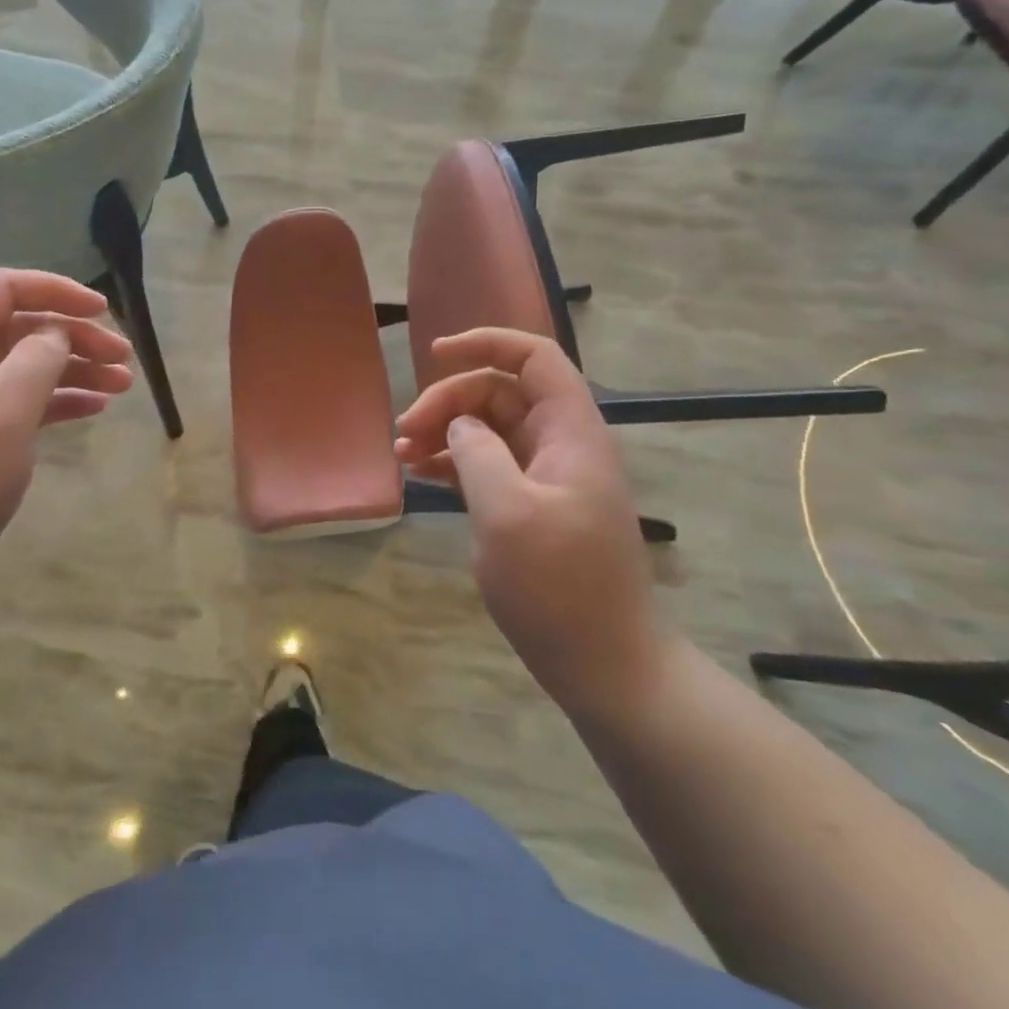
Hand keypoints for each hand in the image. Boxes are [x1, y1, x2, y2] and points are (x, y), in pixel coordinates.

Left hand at [0, 270, 132, 624]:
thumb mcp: (3, 411)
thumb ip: (37, 359)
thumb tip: (56, 332)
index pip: (3, 288)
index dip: (55, 290)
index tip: (103, 309)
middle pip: (21, 327)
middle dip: (75, 335)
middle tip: (124, 358)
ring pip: (26, 365)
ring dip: (75, 369)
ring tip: (123, 386)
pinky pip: (21, 401)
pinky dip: (58, 400)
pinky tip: (94, 409)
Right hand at [394, 328, 669, 718]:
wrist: (605, 664)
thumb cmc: (559, 586)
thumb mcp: (507, 513)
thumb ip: (477, 453)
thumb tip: (458, 424)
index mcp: (570, 432)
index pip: (535, 357)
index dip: (486, 343)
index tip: (435, 356)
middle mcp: (561, 443)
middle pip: (501, 392)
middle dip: (449, 400)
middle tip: (405, 432)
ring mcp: (547, 475)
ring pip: (490, 427)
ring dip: (445, 430)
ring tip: (403, 453)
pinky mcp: (532, 504)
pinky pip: (489, 462)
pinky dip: (455, 461)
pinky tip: (422, 473)